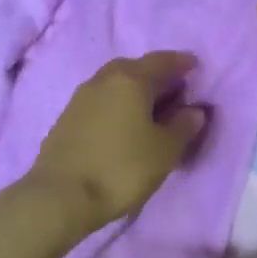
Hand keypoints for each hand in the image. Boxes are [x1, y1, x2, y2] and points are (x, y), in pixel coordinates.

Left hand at [25, 52, 207, 235]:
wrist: (62, 196)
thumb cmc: (122, 168)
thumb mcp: (164, 150)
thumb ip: (183, 126)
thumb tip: (193, 110)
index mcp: (130, 79)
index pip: (161, 61)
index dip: (181, 62)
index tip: (194, 66)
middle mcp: (103, 80)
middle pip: (134, 68)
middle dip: (156, 75)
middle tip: (174, 90)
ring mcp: (80, 98)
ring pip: (114, 84)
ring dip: (134, 91)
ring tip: (150, 109)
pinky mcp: (66, 119)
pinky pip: (100, 102)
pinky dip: (117, 106)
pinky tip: (123, 124)